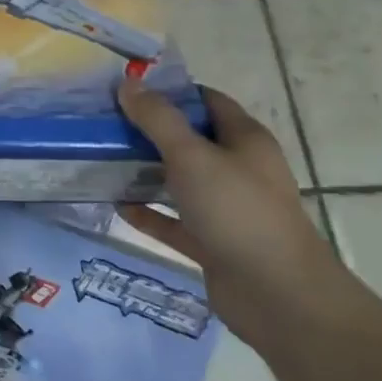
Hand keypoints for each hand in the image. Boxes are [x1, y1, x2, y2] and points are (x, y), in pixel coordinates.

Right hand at [116, 81, 343, 350]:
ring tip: (103, 159)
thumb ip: (158, 119)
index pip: (207, 101)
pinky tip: (117, 204)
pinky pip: (174, 220)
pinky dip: (148, 212)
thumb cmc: (237, 211)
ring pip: (180, 180)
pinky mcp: (213, 243)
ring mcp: (226, 208)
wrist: (278, 297)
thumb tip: (128, 84)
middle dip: (150, 130)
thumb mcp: (192, 156)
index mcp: (244, 140)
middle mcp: (238, 170)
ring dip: (145, 171)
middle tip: (107, 122)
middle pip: (190, 140)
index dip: (170, 91)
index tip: (129, 88)